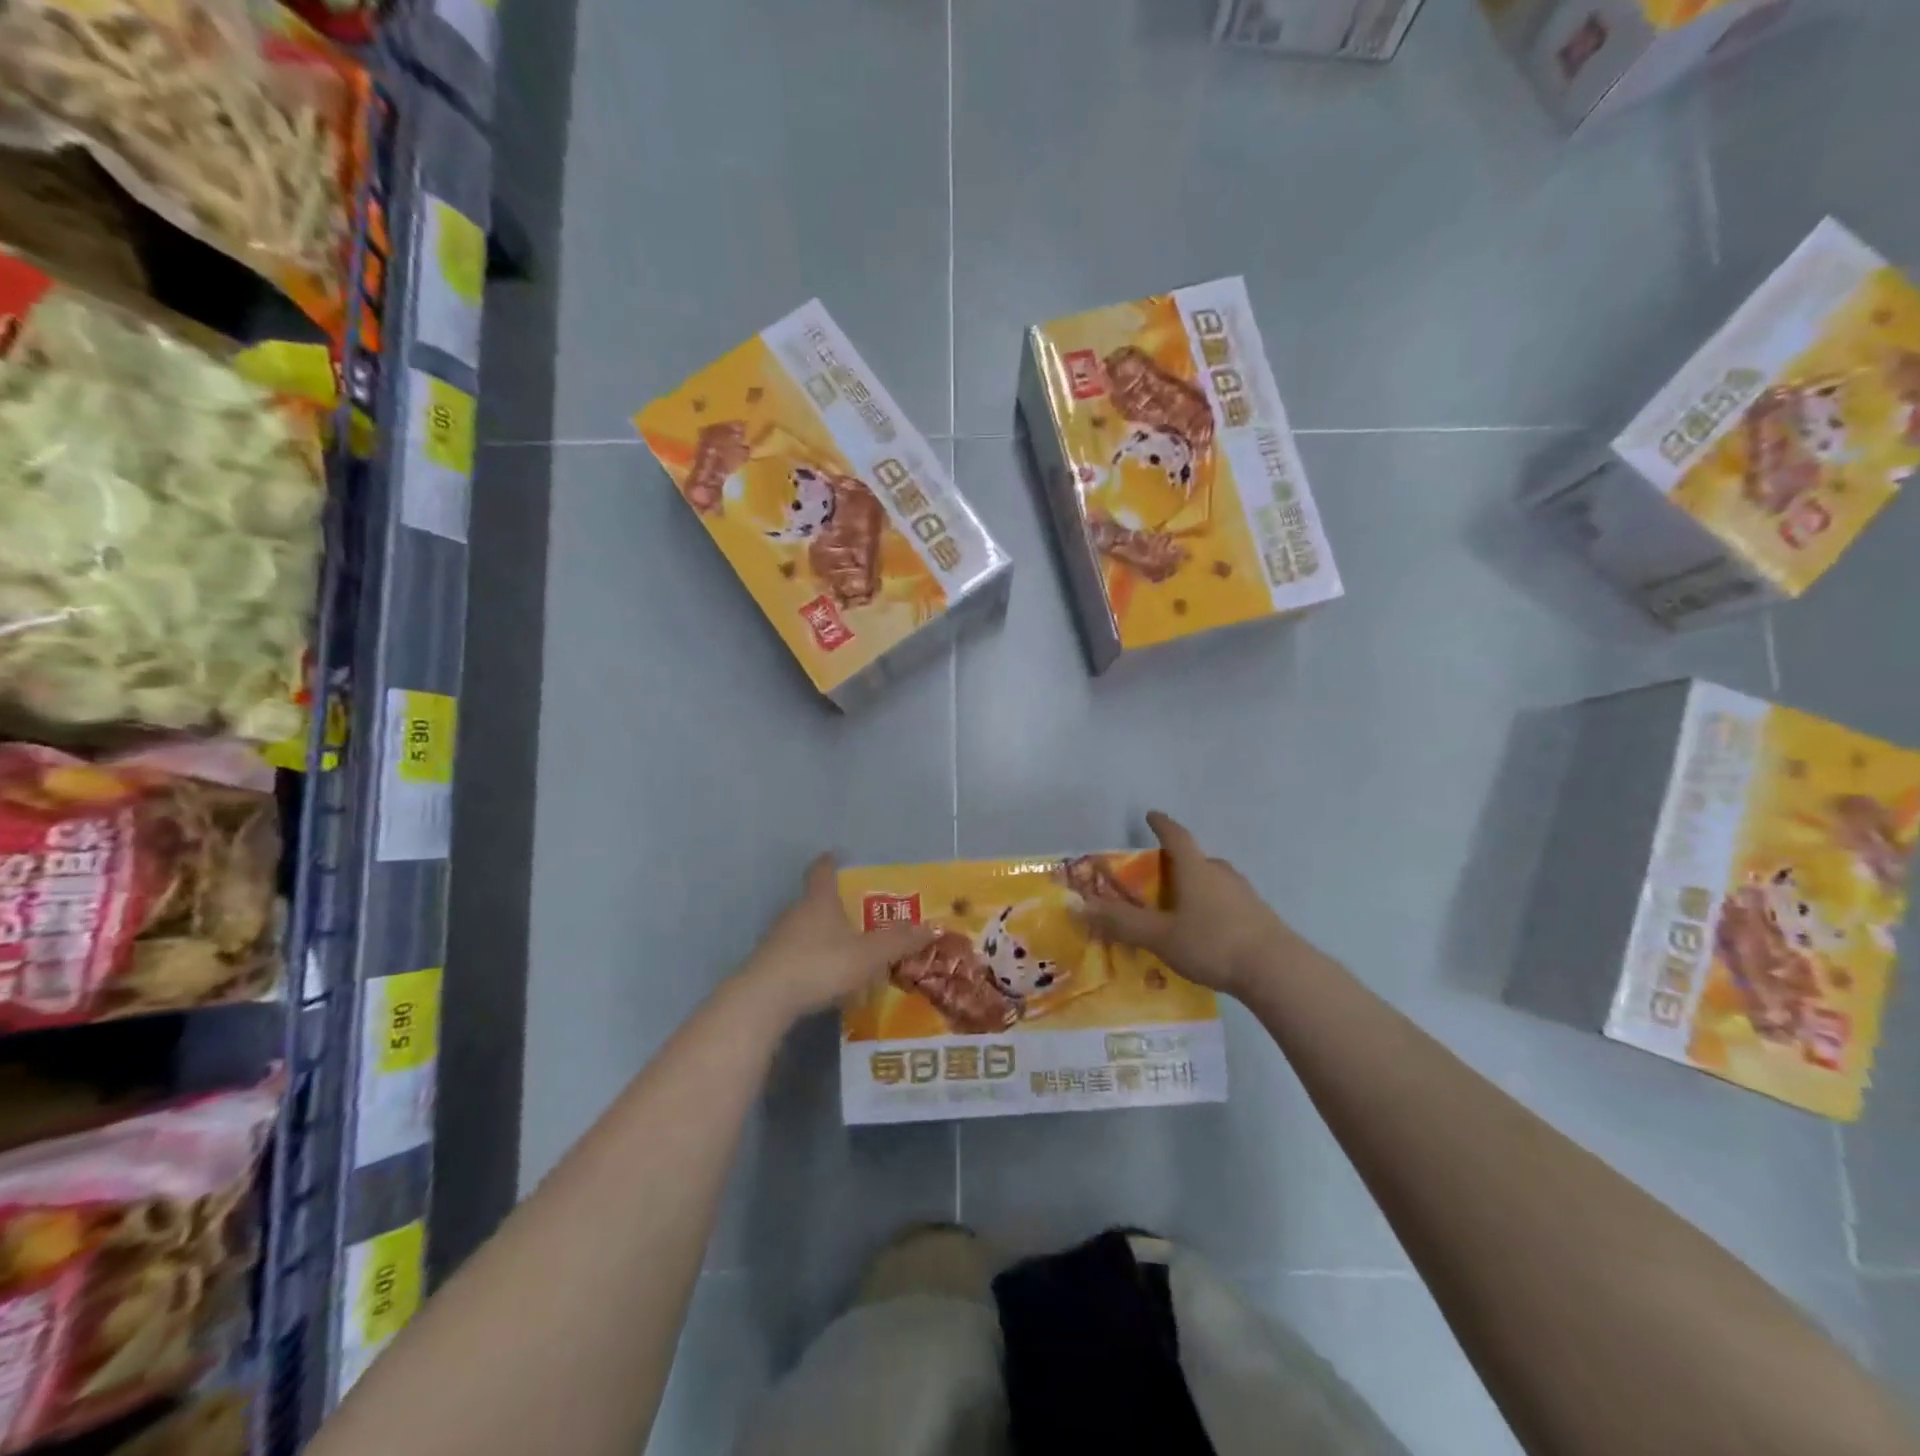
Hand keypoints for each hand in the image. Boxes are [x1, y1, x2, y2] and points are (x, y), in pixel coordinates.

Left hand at [738, 853, 934, 1022]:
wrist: (765, 1000)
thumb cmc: (820, 964)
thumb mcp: (868, 955)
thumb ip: (900, 941)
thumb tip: (934, 925)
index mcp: (819, 900)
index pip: (822, 870)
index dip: (830, 861)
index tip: (836, 855)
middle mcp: (795, 912)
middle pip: (814, 899)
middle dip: (834, 903)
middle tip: (858, 910)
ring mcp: (778, 938)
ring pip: (804, 927)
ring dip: (823, 933)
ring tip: (846, 946)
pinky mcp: (769, 965)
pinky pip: (796, 952)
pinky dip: (811, 956)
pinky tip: (824, 974)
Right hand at [1081, 812, 1309, 998]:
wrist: (1278, 971)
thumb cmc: (1213, 944)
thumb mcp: (1160, 936)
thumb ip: (1121, 923)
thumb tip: (1079, 907)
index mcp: (1195, 869)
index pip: (1176, 836)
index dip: (1161, 824)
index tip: (1151, 815)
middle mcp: (1221, 874)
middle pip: (1197, 859)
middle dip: (1178, 862)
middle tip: (1159, 876)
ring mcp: (1244, 894)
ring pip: (1214, 881)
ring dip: (1196, 886)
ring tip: (1180, 907)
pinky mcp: (1259, 916)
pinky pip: (1227, 902)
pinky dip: (1212, 907)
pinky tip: (1207, 932)